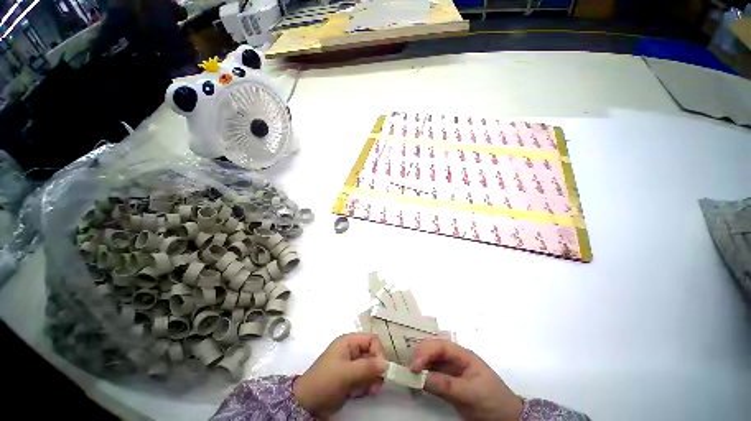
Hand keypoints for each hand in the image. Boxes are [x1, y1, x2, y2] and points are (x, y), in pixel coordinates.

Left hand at [293, 333, 387, 417]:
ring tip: (371, 390)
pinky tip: (366, 393)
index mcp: (349, 342)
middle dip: (376, 368)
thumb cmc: (325, 381)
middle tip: (378, 382)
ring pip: (371, 367)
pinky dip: (368, 385)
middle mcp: (351, 350)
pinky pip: (365, 378)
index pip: (371, 339)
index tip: (381, 368)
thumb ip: (367, 367)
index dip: (378, 352)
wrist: (307, 404)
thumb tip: (386, 364)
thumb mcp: (346, 373)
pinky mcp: (351, 378)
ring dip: (373, 378)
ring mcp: (351, 365)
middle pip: (373, 353)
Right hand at [411, 339, 522, 420]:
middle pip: (434, 349)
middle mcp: (455, 358)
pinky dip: (423, 375)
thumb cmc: (492, 401)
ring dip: (420, 364)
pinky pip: (432, 374)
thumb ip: (446, 385)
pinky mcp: (448, 381)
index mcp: (463, 355)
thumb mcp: (471, 394)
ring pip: (431, 360)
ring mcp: (451, 369)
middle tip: (410, 369)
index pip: (441, 345)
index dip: (426, 351)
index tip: (415, 366)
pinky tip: (416, 380)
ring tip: (409, 373)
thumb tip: (421, 377)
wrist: (506, 418)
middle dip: (420, 354)